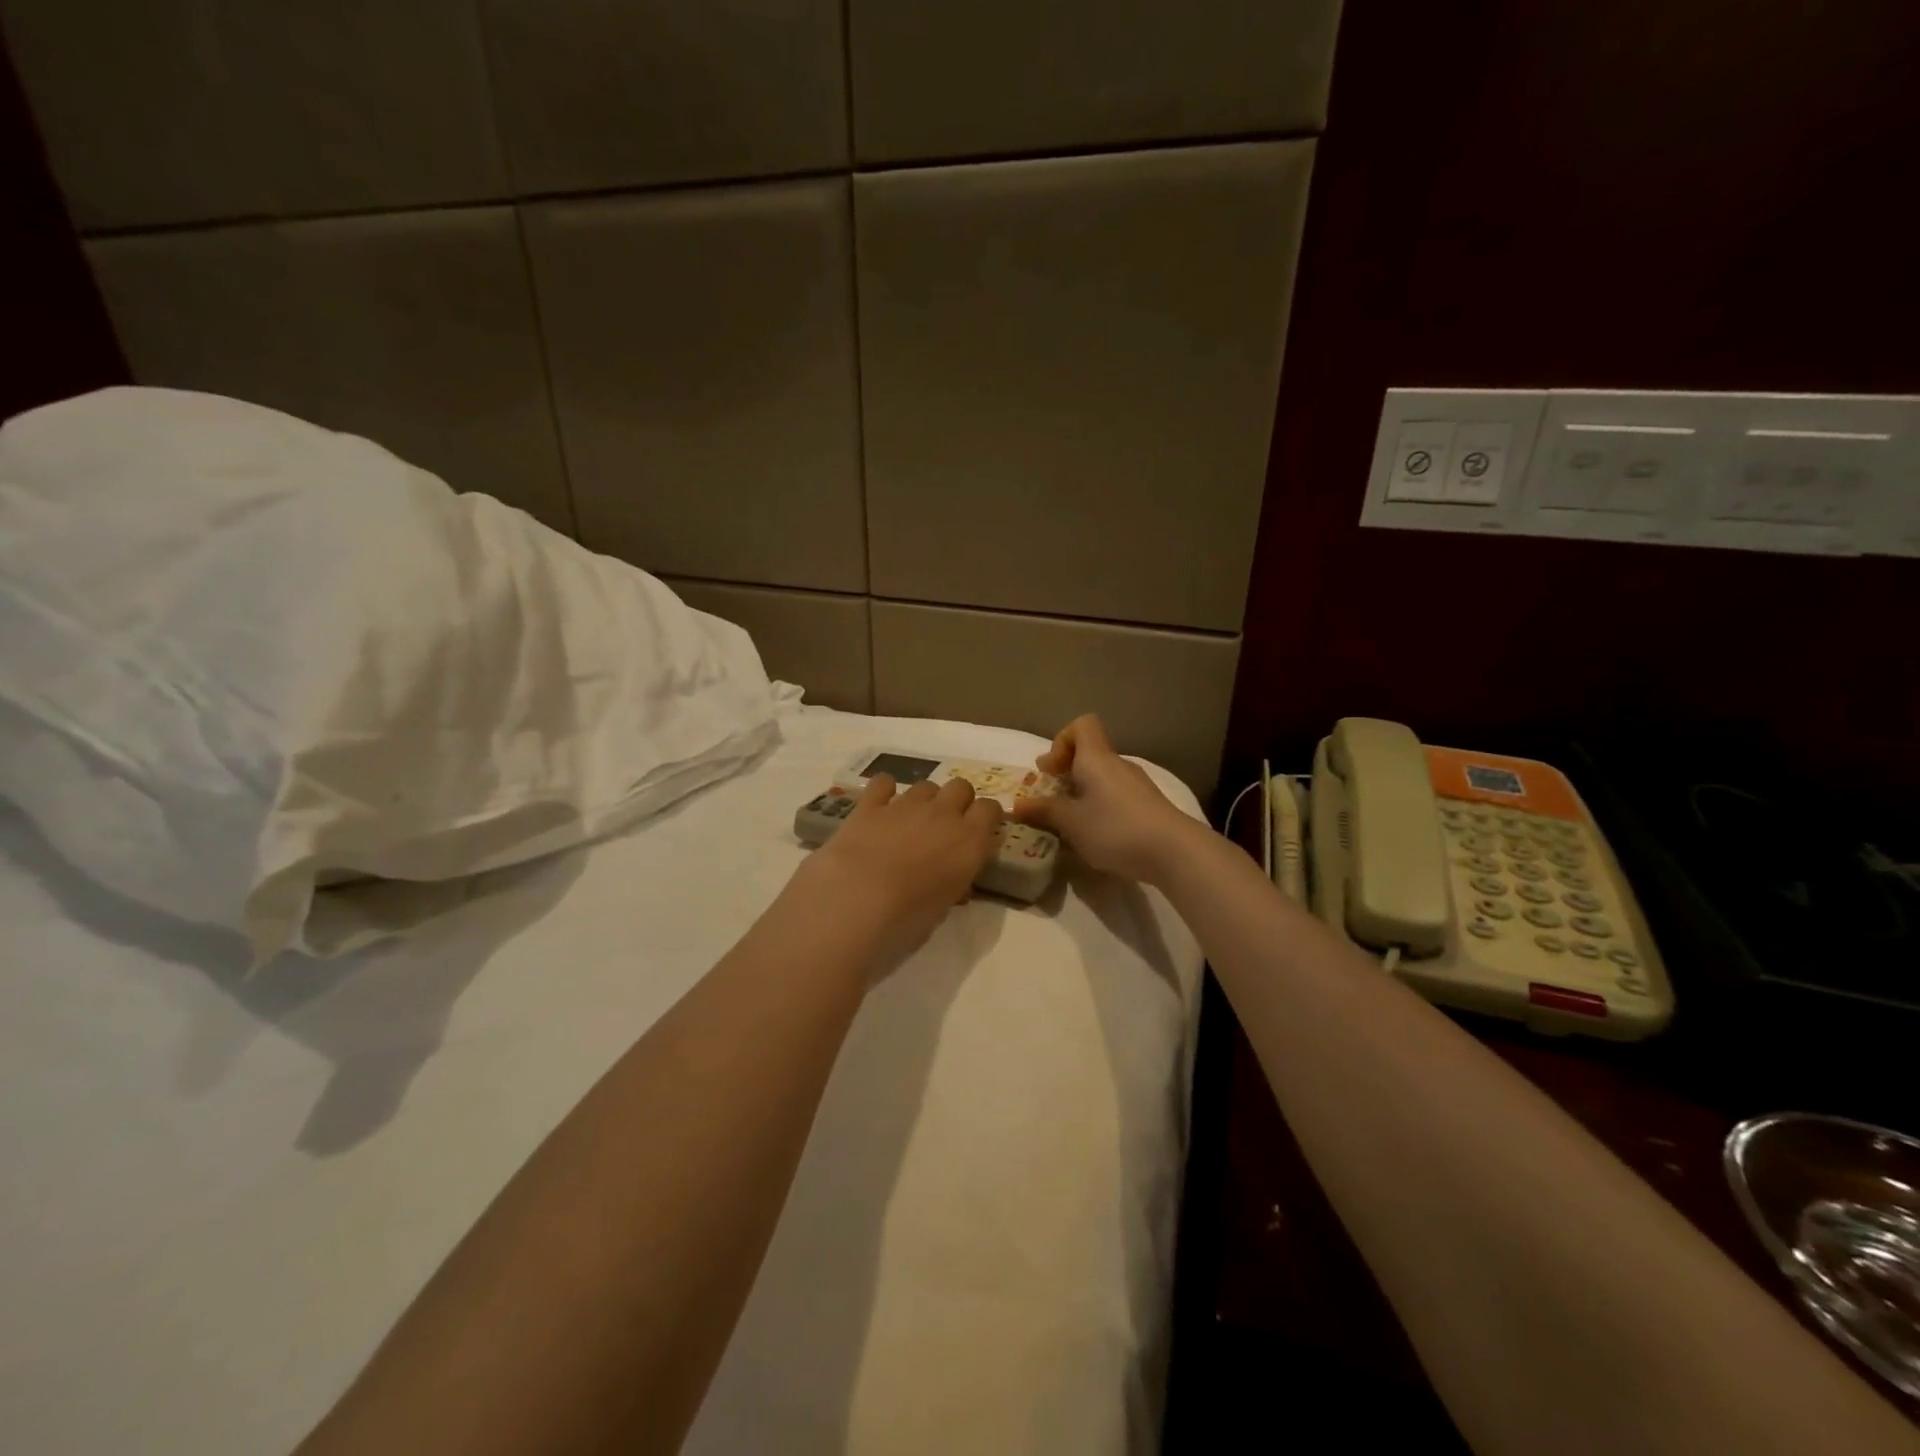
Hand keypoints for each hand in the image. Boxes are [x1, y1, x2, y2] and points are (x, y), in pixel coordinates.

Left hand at [793, 774, 1002, 973]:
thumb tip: (954, 881)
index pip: (991, 810)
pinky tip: (880, 807)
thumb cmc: (906, 919)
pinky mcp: (870, 805)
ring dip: (924, 800)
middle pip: (961, 787)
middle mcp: (943, 814)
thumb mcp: (942, 910)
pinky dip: (884, 791)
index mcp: (969, 841)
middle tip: (945, 828)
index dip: (985, 819)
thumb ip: (953, 884)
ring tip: (911, 823)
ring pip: (926, 785)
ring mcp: (906, 805)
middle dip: (957, 802)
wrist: (856, 902)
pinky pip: (883, 783)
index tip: (979, 835)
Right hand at [1010, 716, 1199, 884]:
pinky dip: (1100, 807)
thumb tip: (1016, 805)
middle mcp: (1117, 764)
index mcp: (1096, 758)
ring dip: (1082, 792)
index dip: (1061, 740)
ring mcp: (1136, 785)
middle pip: (1089, 753)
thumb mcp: (1071, 822)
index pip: (1082, 724)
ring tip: (1071, 823)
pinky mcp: (1148, 806)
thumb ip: (1043, 811)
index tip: (1051, 770)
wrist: (1174, 851)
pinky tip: (1097, 835)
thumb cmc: (1115, 828)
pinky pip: (1116, 796)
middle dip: (1066, 772)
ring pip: (1102, 777)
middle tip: (1052, 798)